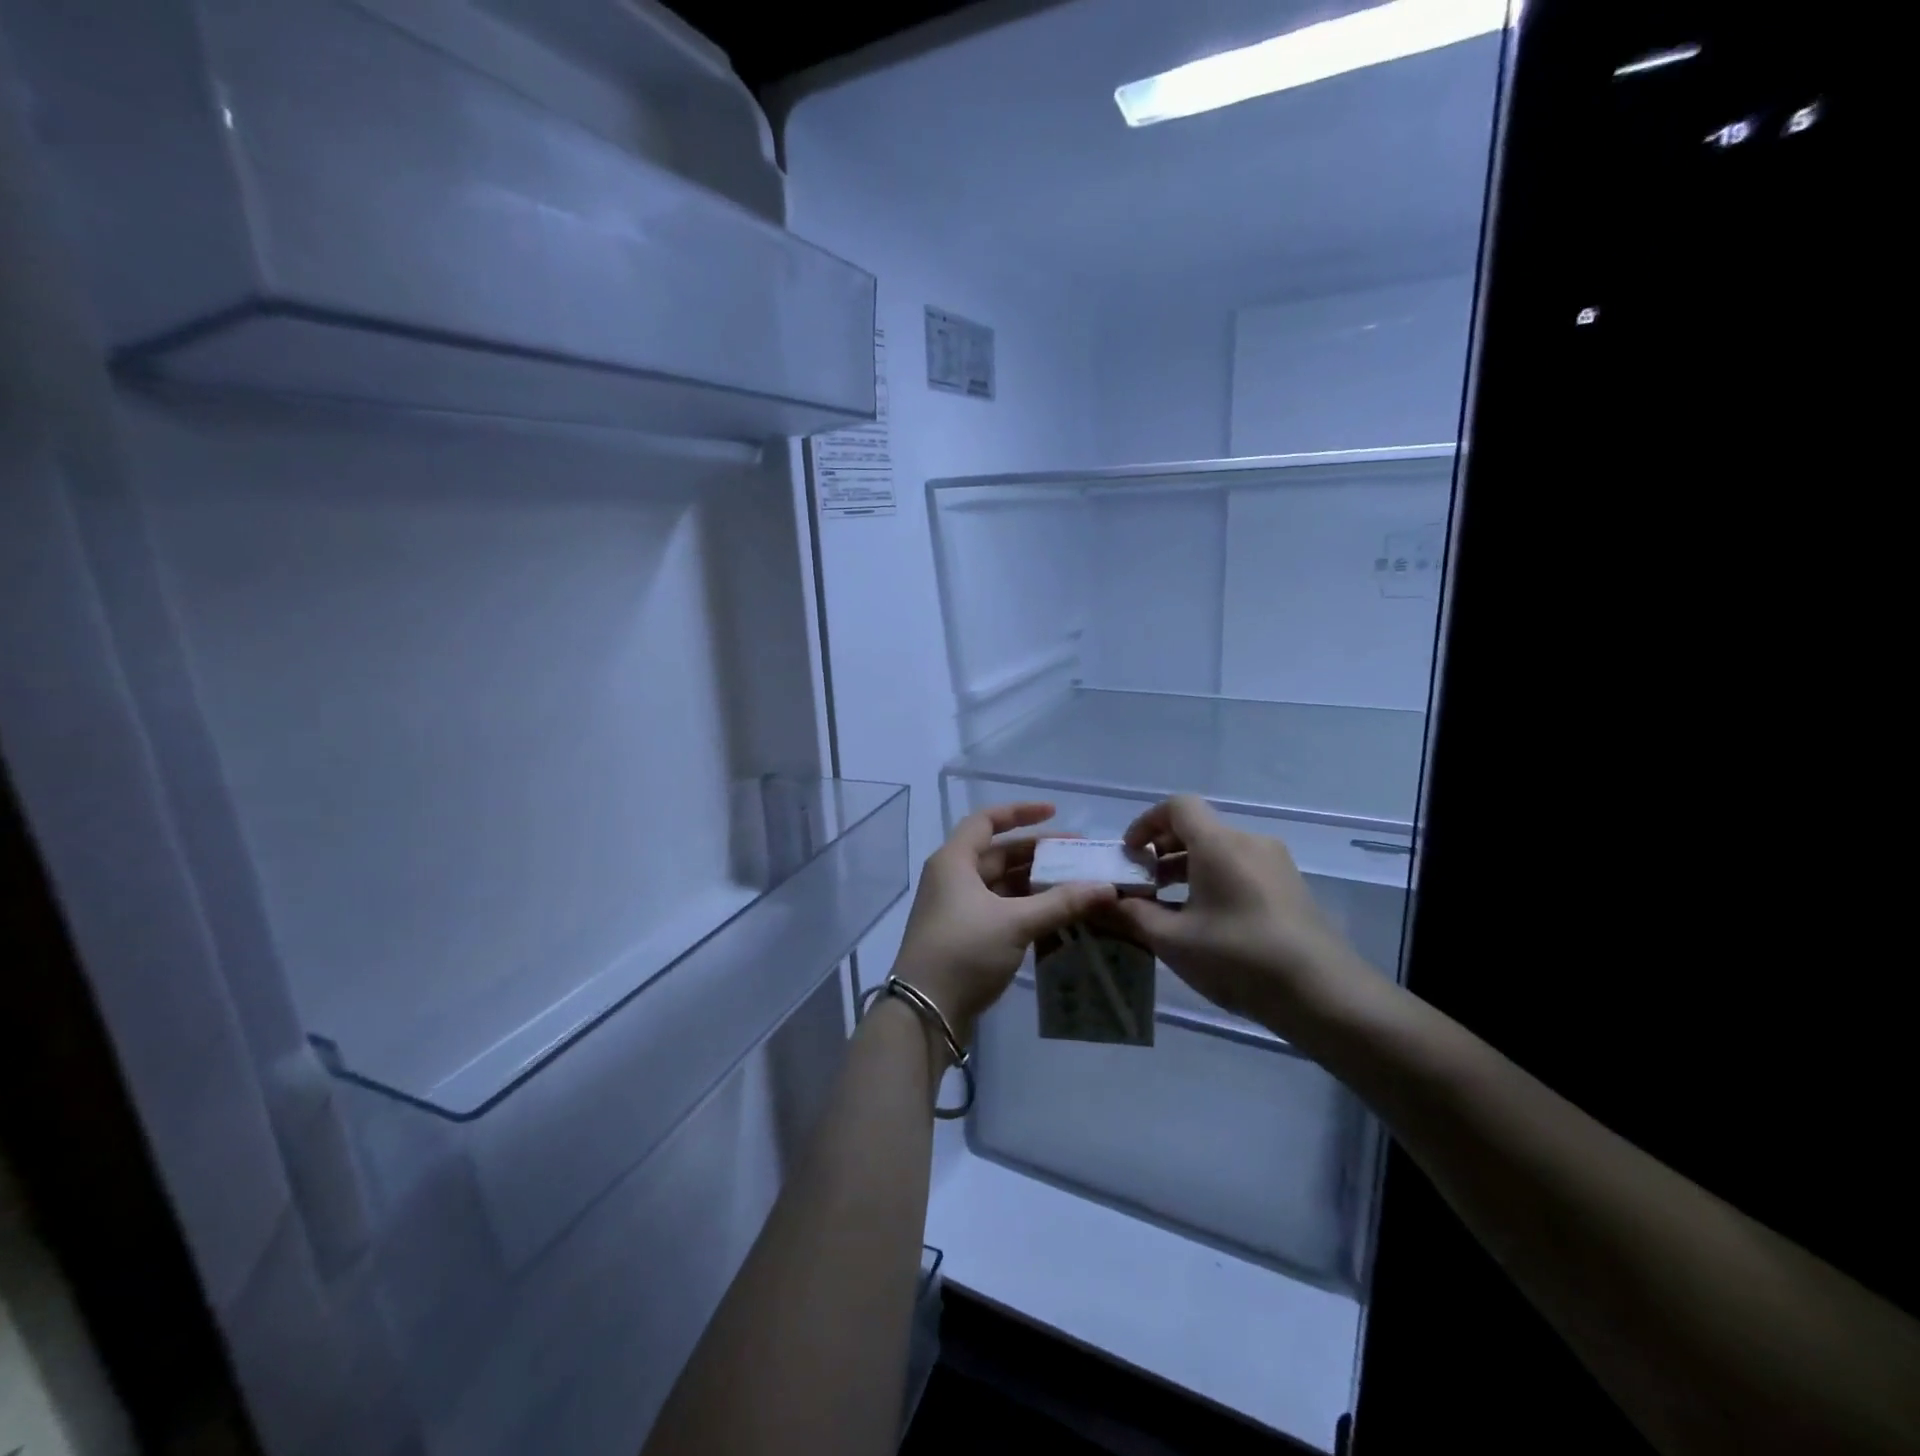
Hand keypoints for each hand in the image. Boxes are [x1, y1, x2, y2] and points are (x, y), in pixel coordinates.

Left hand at [892, 803, 1115, 1045]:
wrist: (925, 1012)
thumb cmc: (964, 951)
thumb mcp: (1015, 922)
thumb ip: (1061, 902)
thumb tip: (1106, 887)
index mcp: (955, 861)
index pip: (987, 821)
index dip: (1020, 812)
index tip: (1055, 812)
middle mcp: (953, 877)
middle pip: (998, 853)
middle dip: (1038, 852)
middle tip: (1079, 856)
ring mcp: (958, 908)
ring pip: (1002, 884)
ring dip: (1036, 883)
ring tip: (1076, 885)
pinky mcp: (966, 934)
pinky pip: (1001, 908)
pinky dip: (1027, 907)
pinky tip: (1057, 914)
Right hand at [1107, 795, 1374, 1041]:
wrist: (1324, 994)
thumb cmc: (1239, 957)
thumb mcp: (1173, 940)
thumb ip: (1132, 915)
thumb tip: (1102, 901)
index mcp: (1218, 843)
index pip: (1177, 806)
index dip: (1146, 823)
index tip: (1130, 856)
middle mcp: (1249, 841)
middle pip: (1198, 828)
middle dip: (1162, 850)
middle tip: (1143, 885)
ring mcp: (1275, 863)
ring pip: (1219, 850)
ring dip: (1187, 868)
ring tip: (1169, 907)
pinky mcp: (1290, 887)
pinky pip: (1241, 868)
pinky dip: (1213, 880)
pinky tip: (1205, 921)